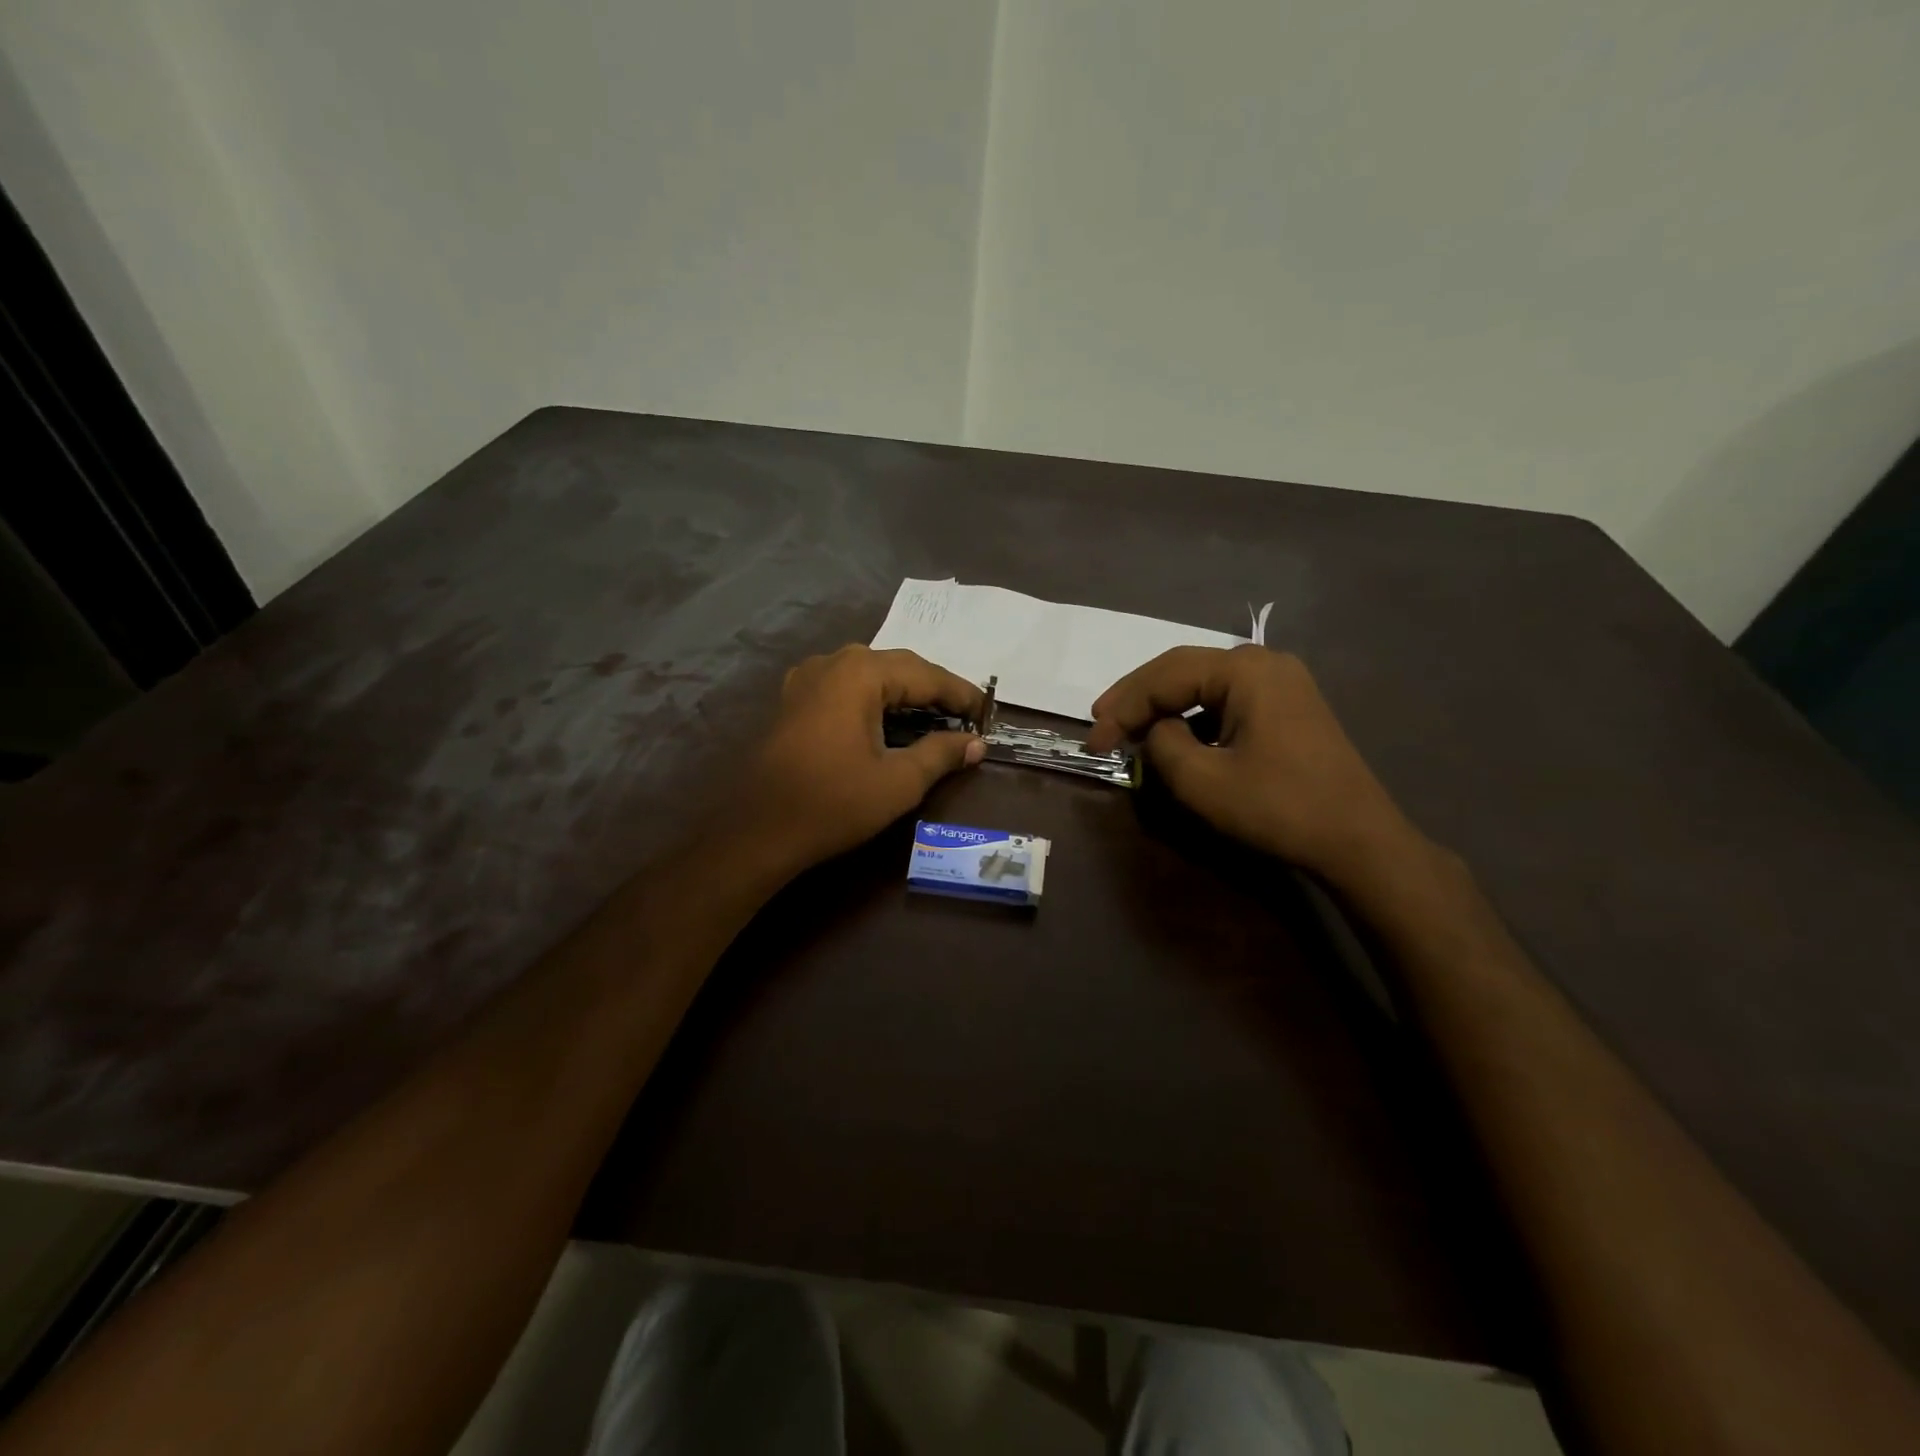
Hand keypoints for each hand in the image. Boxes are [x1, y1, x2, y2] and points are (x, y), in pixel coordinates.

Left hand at [738, 645, 984, 873]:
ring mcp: (807, 678)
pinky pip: (845, 686)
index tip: (987, 712)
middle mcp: (833, 662)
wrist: (759, 830)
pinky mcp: (794, 699)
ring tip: (933, 716)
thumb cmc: (834, 803)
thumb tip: (976, 744)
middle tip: (965, 715)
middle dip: (933, 690)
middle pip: (897, 667)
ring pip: (870, 675)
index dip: (960, 693)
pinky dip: (874, 699)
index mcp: (860, 673)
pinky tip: (886, 719)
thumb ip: (941, 754)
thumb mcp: (899, 782)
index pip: (925, 674)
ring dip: (904, 693)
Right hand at [1086, 645, 1420, 885]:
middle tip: (1100, 724)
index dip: (1122, 708)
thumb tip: (1154, 731)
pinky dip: (1193, 716)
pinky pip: (1225, 700)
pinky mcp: (1287, 705)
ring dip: (1163, 706)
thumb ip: (1162, 745)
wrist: (1358, 839)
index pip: (1164, 677)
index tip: (1093, 742)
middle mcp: (1263, 662)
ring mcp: (1280, 681)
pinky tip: (1175, 736)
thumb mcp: (1203, 782)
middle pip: (1182, 670)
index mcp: (1244, 670)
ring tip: (1129, 730)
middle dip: (1137, 699)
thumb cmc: (1278, 807)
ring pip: (1202, 684)